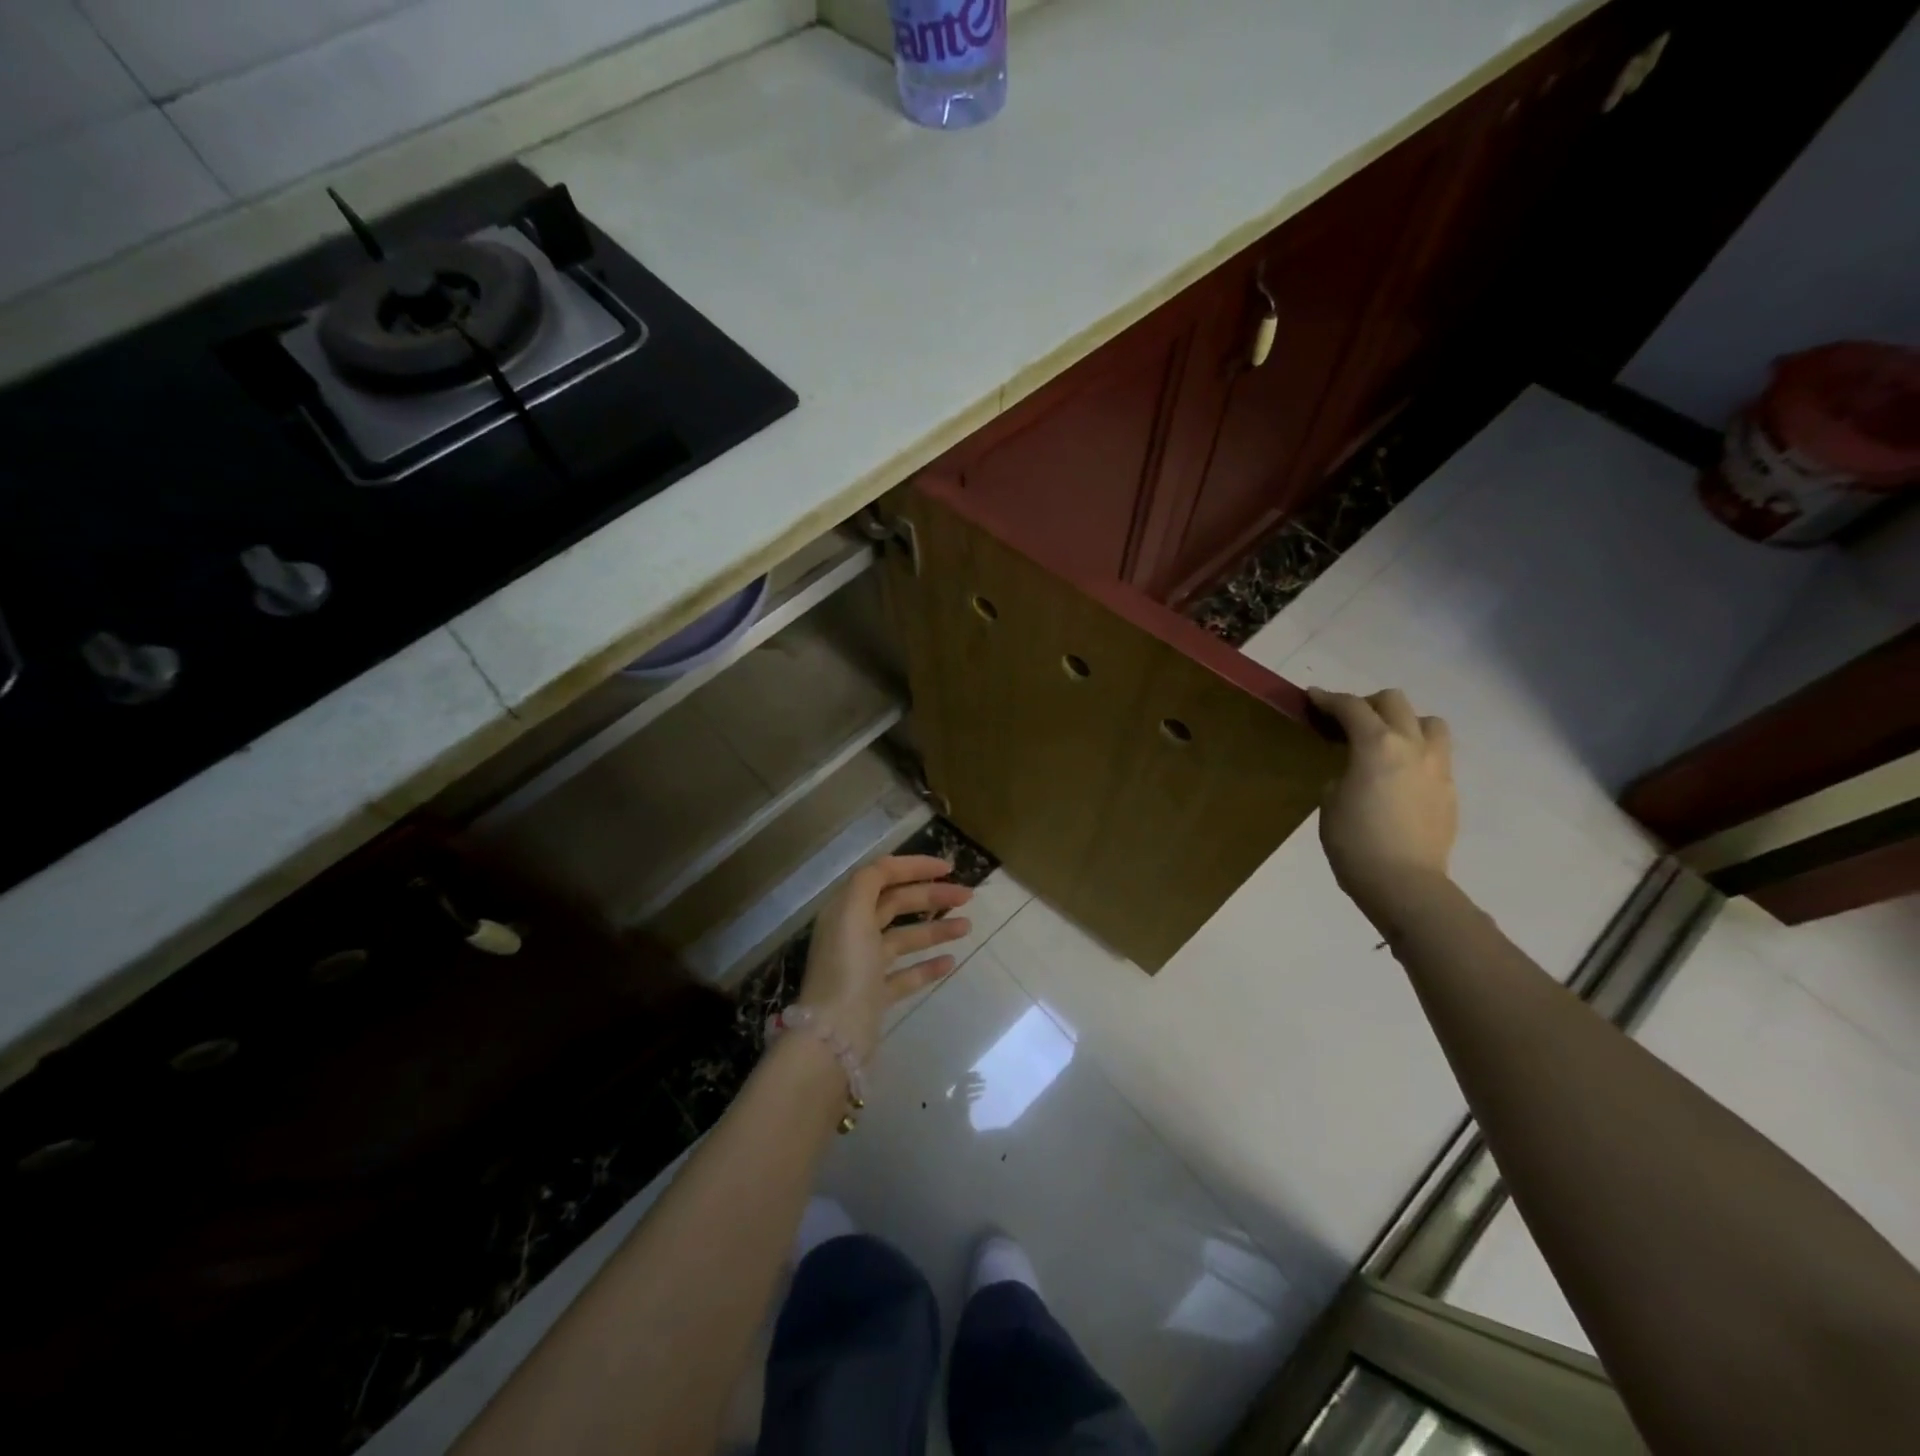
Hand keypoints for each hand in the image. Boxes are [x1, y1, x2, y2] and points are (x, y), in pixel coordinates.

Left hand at [796, 855, 972, 1060]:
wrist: (834, 1035)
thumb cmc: (847, 966)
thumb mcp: (853, 912)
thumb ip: (870, 881)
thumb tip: (890, 868)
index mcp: (846, 910)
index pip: (882, 875)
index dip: (914, 867)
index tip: (949, 868)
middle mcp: (854, 933)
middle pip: (897, 904)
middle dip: (932, 897)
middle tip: (968, 896)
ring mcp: (865, 966)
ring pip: (905, 939)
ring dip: (936, 929)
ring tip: (967, 927)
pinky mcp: (876, 995)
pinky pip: (906, 974)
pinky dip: (928, 966)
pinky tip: (951, 962)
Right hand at [1308, 687, 1457, 922]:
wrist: (1405, 884)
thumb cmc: (1354, 842)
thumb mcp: (1330, 801)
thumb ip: (1344, 774)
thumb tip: (1356, 773)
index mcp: (1376, 746)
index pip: (1351, 707)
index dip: (1328, 699)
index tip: (1312, 697)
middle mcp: (1412, 747)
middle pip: (1394, 702)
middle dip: (1368, 703)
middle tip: (1348, 720)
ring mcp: (1437, 768)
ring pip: (1429, 723)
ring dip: (1404, 723)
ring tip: (1385, 743)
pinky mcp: (1450, 791)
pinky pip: (1436, 756)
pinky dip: (1416, 753)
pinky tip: (1399, 777)